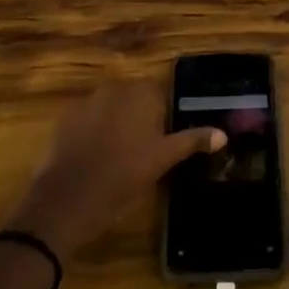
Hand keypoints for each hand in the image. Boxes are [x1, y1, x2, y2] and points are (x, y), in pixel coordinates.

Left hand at [7, 80, 222, 257]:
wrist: (66, 200)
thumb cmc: (122, 177)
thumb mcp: (162, 160)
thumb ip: (192, 141)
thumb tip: (223, 134)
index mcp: (140, 93)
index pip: (160, 93)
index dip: (164, 115)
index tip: (165, 138)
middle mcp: (114, 88)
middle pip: (135, 98)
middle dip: (140, 117)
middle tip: (145, 149)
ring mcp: (87, 101)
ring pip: (111, 108)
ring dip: (117, 122)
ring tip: (119, 155)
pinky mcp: (65, 118)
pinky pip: (88, 119)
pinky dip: (93, 131)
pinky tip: (95, 156)